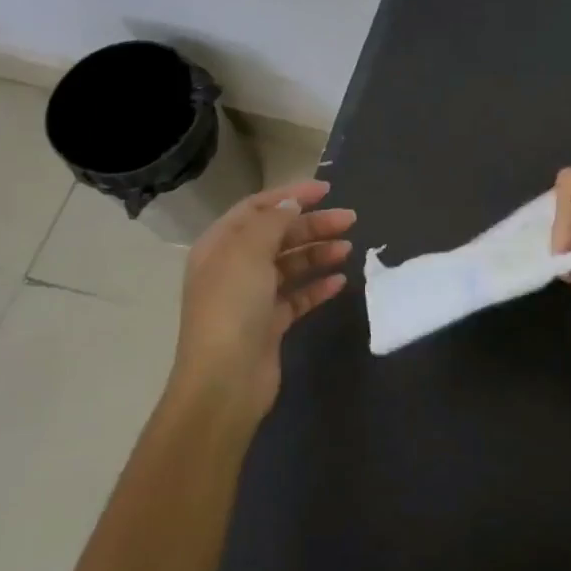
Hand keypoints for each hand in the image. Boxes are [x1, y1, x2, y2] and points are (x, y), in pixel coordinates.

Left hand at [169, 180, 354, 423]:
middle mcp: (233, 268)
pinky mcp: (269, 324)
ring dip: (318, 253)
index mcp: (220, 246)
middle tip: (350, 220)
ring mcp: (251, 298)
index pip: (257, 209)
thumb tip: (291, 203)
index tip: (326, 190)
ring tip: (348, 249)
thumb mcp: (248, 254)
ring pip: (290, 265)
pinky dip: (317, 286)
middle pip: (277, 236)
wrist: (225, 380)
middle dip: (312, 225)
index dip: (290, 195)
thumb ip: (271, 223)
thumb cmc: (232, 308)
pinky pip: (297, 296)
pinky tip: (339, 281)